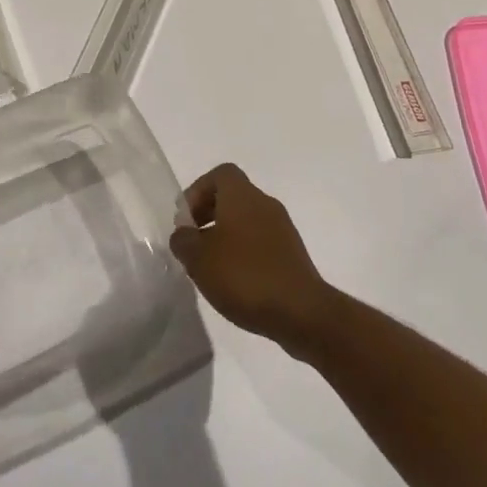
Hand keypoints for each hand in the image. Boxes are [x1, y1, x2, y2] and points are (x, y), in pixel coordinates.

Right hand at [170, 164, 338, 355]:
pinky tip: (235, 281)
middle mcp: (264, 204)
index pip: (220, 174)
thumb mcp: (199, 259)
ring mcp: (282, 229)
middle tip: (194, 243)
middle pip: (232, 196)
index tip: (186, 219)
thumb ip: (183, 241)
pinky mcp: (292, 254)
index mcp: (242, 196)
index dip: (198, 191)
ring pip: (247, 220)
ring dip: (226, 236)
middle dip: (209, 215)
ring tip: (211, 267)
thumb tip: (184, 234)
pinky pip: (261, 242)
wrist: (302, 312)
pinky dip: (244, 253)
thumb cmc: (245, 276)